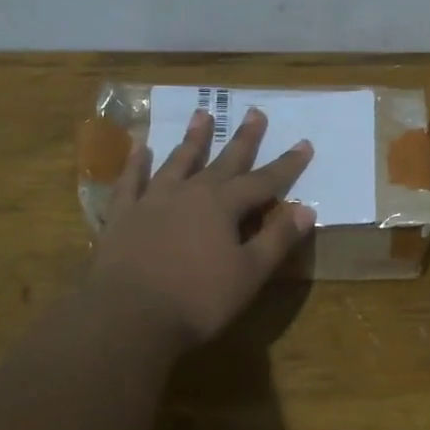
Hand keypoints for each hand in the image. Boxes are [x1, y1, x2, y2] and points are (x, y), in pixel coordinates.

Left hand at [91, 106, 315, 349]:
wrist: (128, 317)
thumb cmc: (197, 300)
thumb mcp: (249, 274)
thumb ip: (277, 239)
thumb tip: (306, 209)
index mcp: (223, 206)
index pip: (263, 180)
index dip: (286, 165)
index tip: (304, 143)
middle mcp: (189, 193)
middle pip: (222, 161)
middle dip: (243, 138)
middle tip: (255, 112)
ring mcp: (152, 200)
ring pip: (177, 161)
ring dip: (192, 139)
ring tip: (201, 114)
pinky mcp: (122, 215)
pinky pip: (130, 181)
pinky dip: (136, 163)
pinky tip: (139, 148)